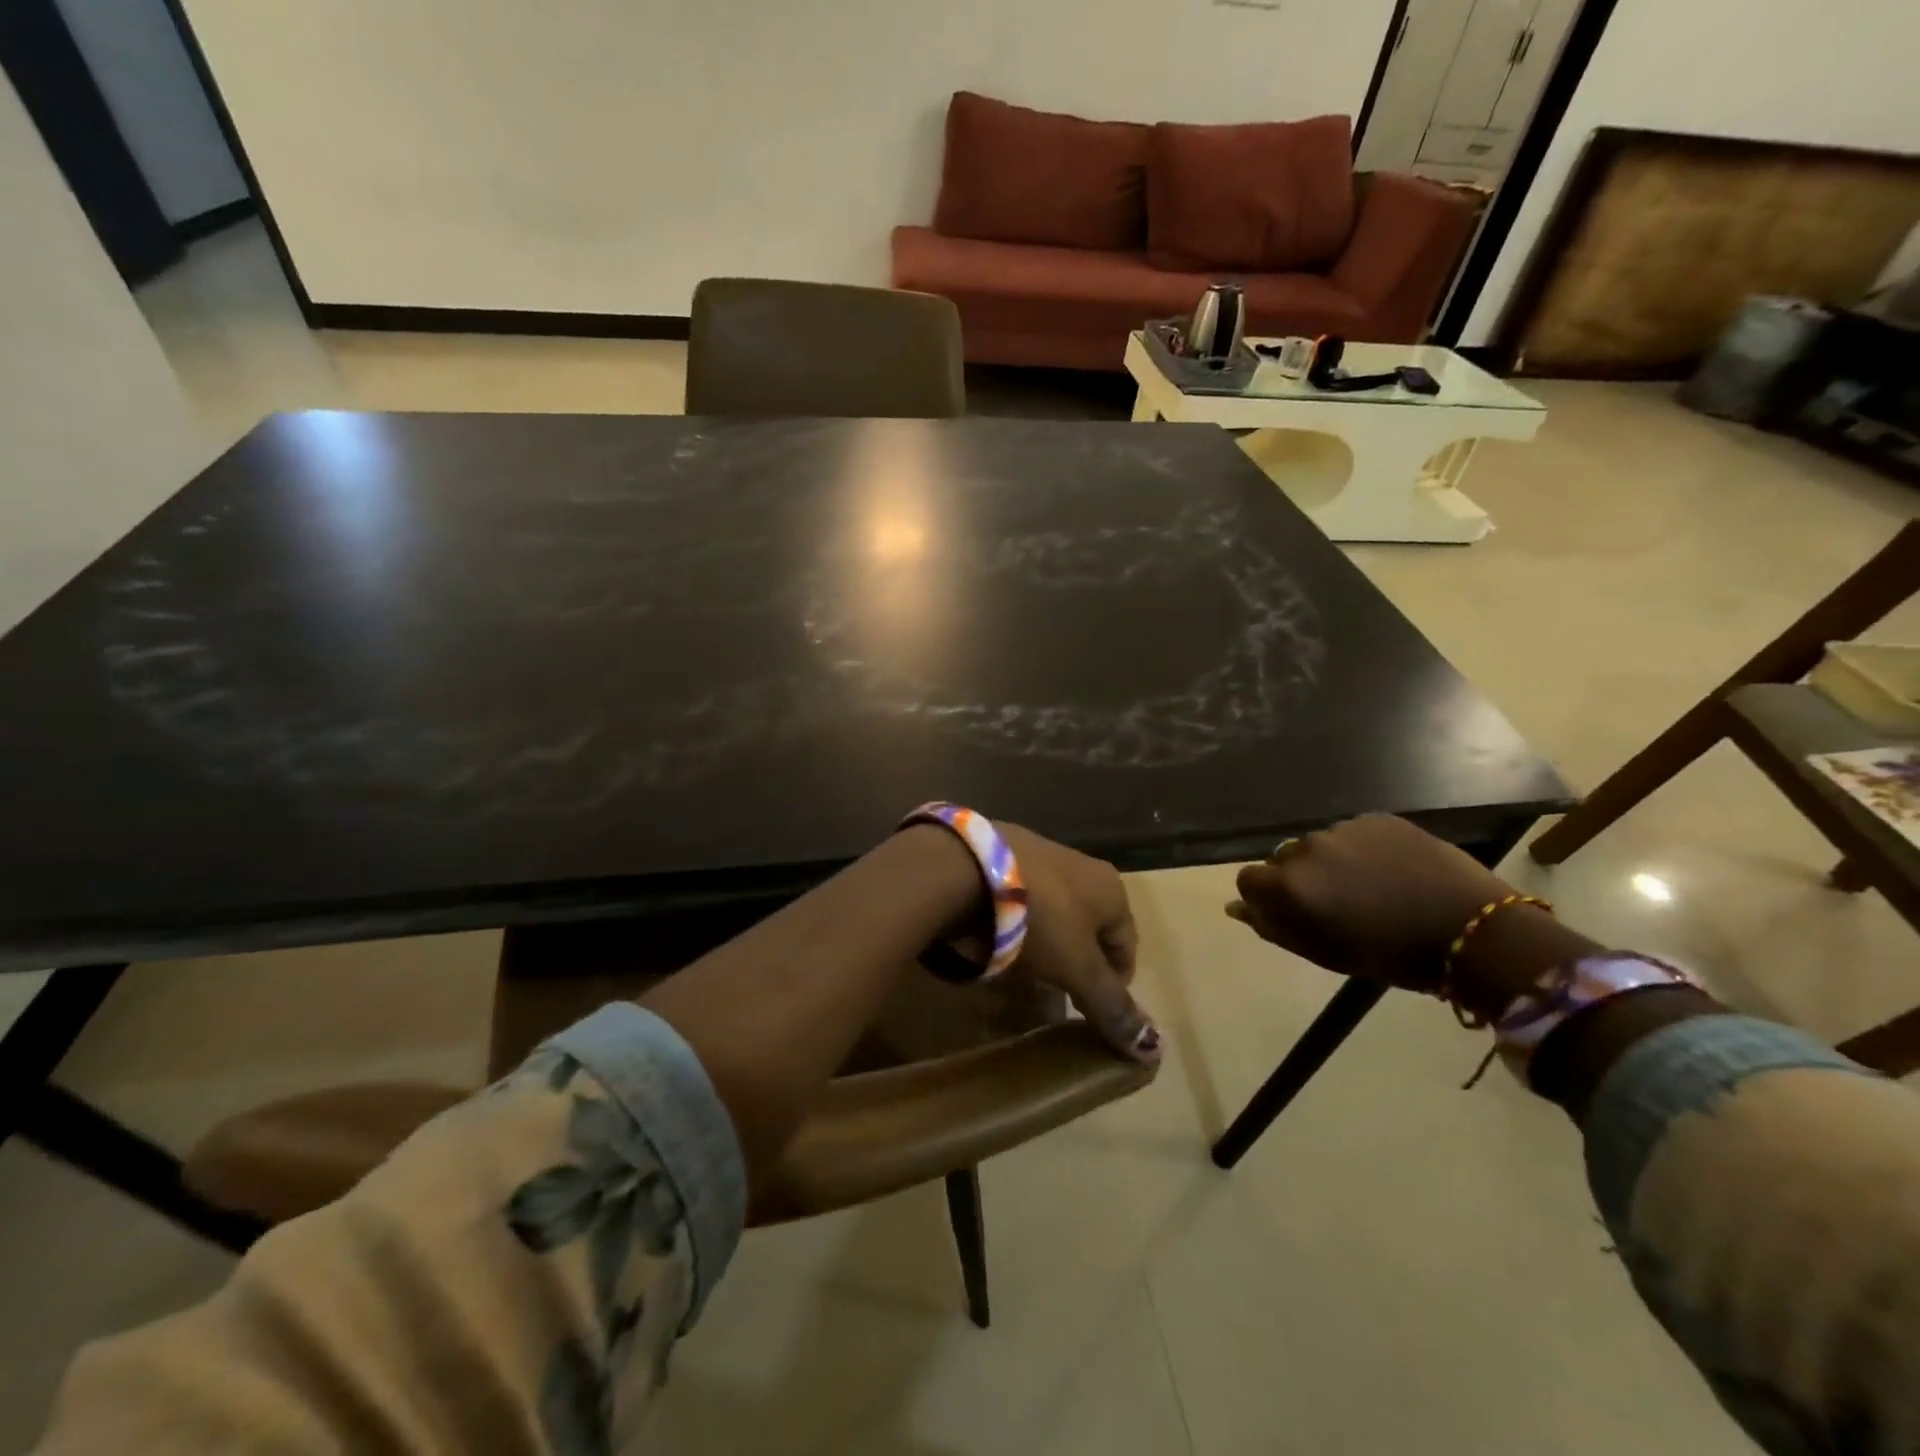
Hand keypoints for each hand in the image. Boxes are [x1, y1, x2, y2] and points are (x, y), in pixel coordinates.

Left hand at [998, 824, 1158, 1063]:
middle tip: (1057, 995)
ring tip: (1023, 973)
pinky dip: (1013, 925)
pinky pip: (1017, 902)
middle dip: (1076, 964)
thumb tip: (1154, 1048)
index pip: (1126, 944)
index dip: (1115, 982)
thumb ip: (1112, 1006)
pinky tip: (994, 943)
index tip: (1092, 1010)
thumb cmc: (1040, 920)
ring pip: (1052, 914)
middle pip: (1088, 928)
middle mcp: (1081, 865)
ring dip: (1044, 944)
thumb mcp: (1079, 969)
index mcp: (1110, 888)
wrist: (967, 868)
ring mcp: (1038, 855)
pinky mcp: (1000, 855)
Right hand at [1227, 815, 1512, 994]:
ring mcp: (1343, 828)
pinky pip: (1351, 833)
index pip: (1249, 879)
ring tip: (1366, 886)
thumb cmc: (1390, 955)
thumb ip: (1273, 926)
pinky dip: (1359, 849)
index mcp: (1290, 885)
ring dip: (1329, 863)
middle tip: (1334, 904)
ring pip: (1318, 845)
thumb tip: (1235, 907)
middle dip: (1298, 878)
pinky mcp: (1376, 818)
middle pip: (1283, 859)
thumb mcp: (1324, 952)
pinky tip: (1389, 870)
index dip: (1264, 897)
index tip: (1290, 913)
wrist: (1472, 930)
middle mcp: (1307, 848)